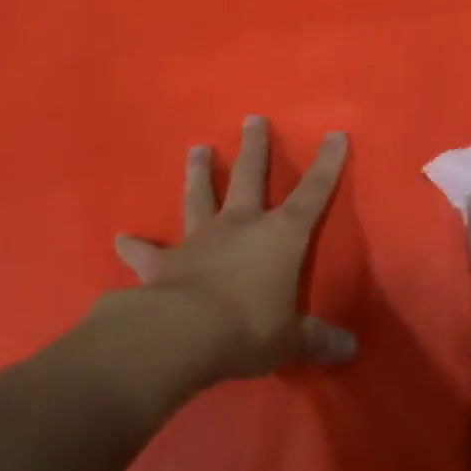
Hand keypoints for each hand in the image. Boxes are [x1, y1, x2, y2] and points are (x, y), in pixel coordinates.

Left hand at [111, 117, 354, 379]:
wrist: (183, 334)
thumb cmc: (249, 328)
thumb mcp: (291, 339)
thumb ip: (318, 339)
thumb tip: (350, 351)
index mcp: (280, 237)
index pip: (313, 194)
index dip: (327, 164)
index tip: (334, 133)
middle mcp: (240, 227)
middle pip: (249, 176)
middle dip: (254, 147)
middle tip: (252, 119)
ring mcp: (199, 239)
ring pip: (200, 197)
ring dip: (199, 172)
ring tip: (197, 148)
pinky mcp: (163, 262)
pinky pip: (147, 252)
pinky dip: (135, 246)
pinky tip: (121, 239)